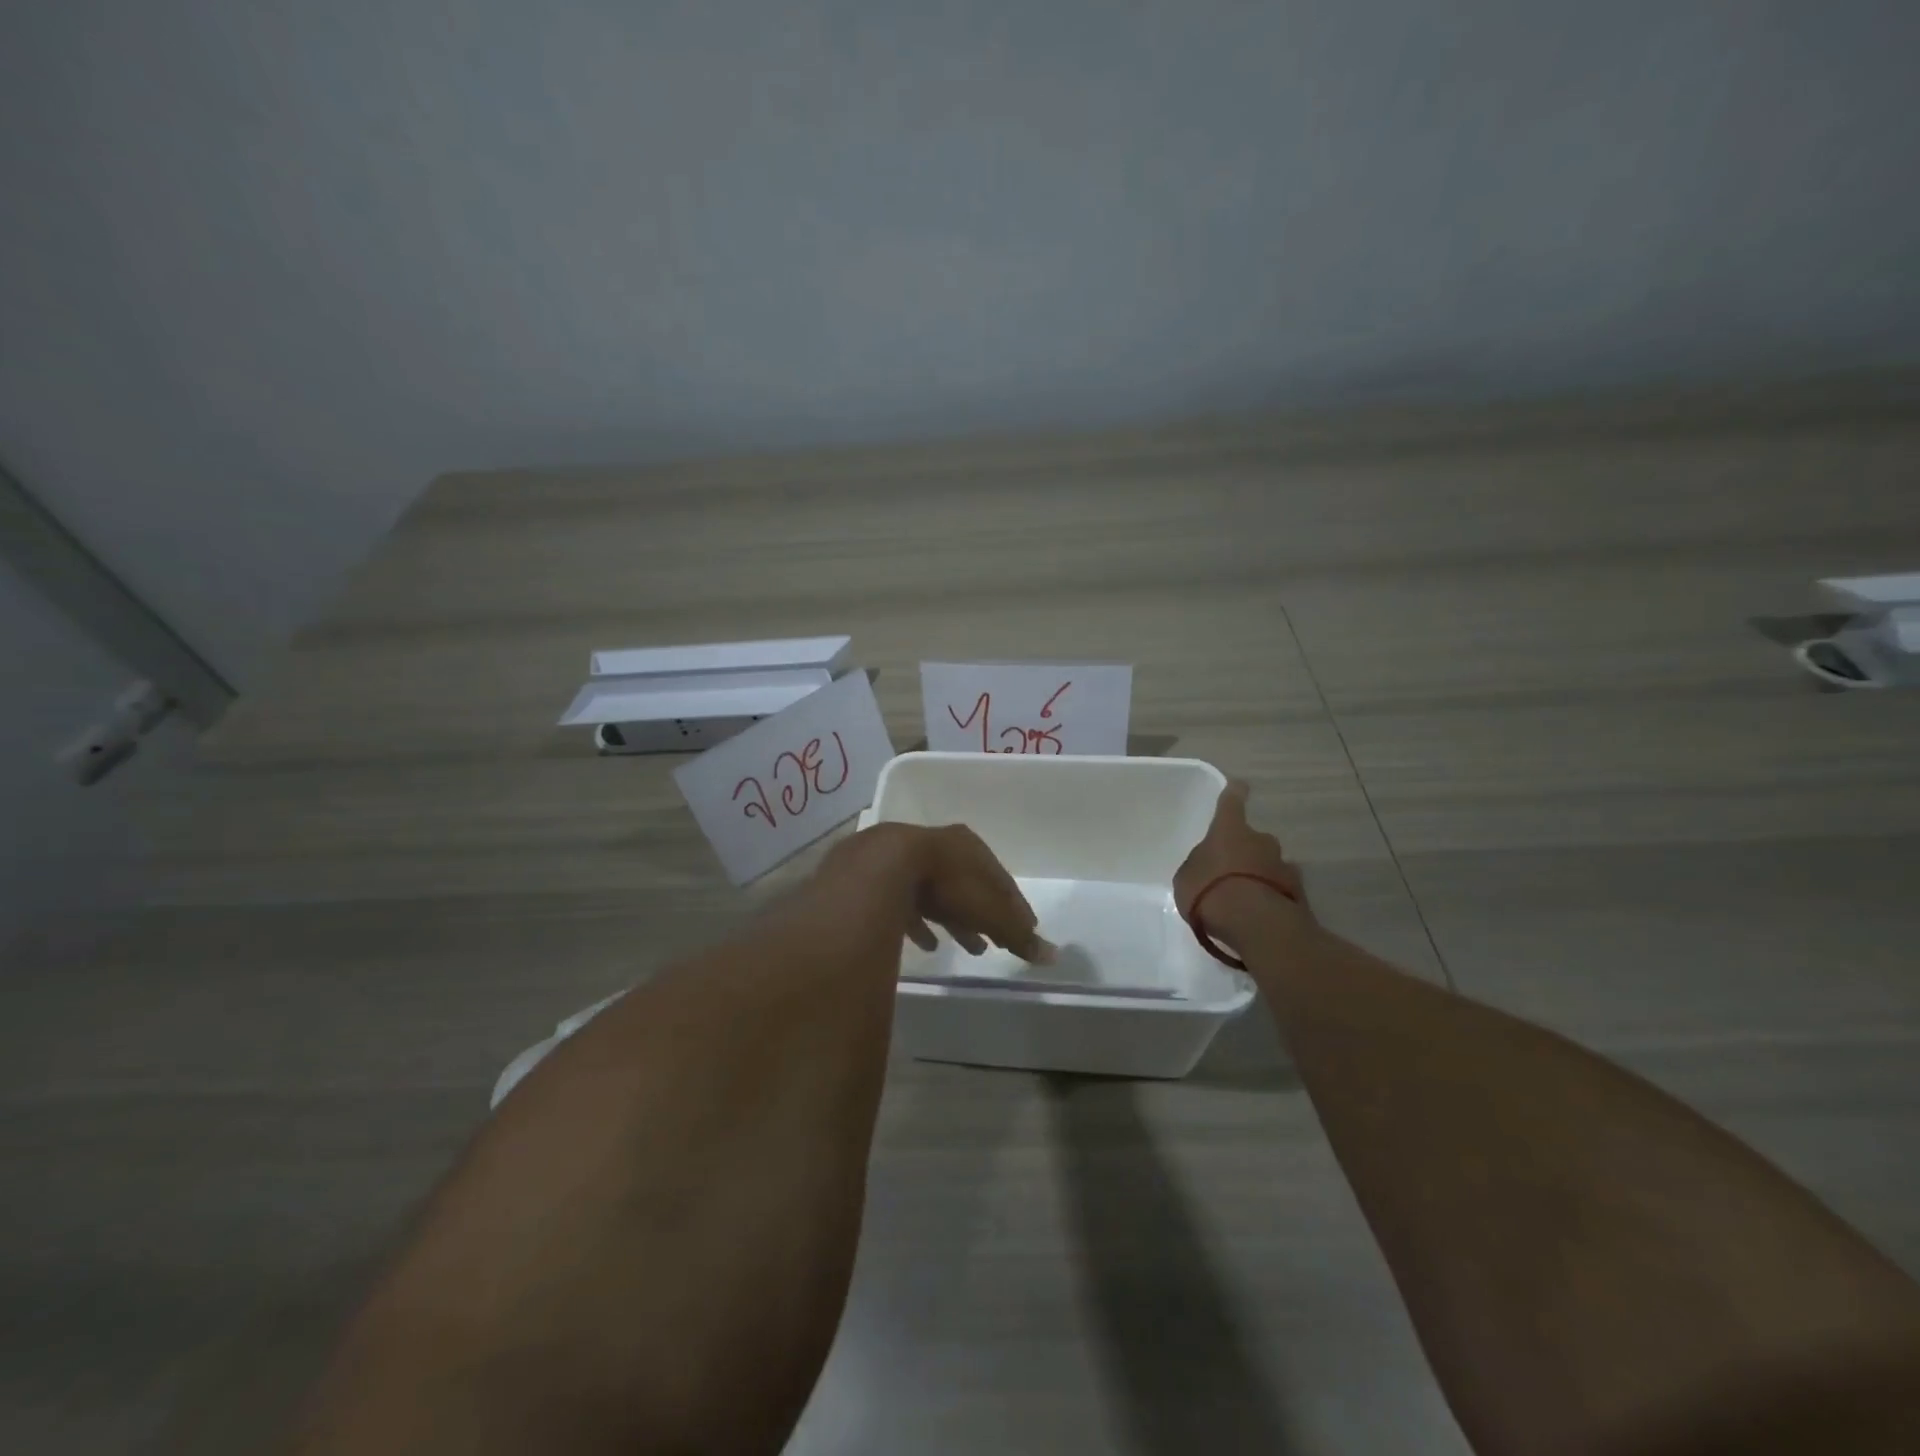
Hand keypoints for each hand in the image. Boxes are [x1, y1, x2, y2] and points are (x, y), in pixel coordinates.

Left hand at [828, 824, 1054, 963]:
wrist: (882, 871)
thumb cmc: (947, 885)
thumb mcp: (990, 912)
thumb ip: (1018, 934)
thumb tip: (1053, 955)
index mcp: (969, 847)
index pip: (1001, 879)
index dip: (1014, 906)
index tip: (1026, 929)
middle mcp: (940, 848)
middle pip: (969, 886)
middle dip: (985, 914)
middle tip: (998, 942)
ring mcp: (907, 863)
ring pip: (940, 896)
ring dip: (957, 921)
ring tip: (972, 948)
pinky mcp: (881, 882)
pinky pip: (907, 906)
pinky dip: (921, 925)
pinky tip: (929, 946)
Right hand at [1174, 781, 1310, 945]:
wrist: (1255, 923)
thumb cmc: (1209, 891)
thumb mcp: (1187, 878)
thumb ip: (1199, 867)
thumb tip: (1208, 866)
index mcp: (1229, 830)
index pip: (1232, 802)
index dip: (1234, 793)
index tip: (1239, 786)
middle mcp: (1261, 840)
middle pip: (1254, 839)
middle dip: (1245, 852)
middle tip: (1230, 873)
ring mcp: (1284, 865)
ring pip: (1270, 865)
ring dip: (1261, 875)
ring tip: (1246, 899)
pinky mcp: (1299, 893)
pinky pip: (1281, 889)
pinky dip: (1272, 897)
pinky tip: (1260, 915)